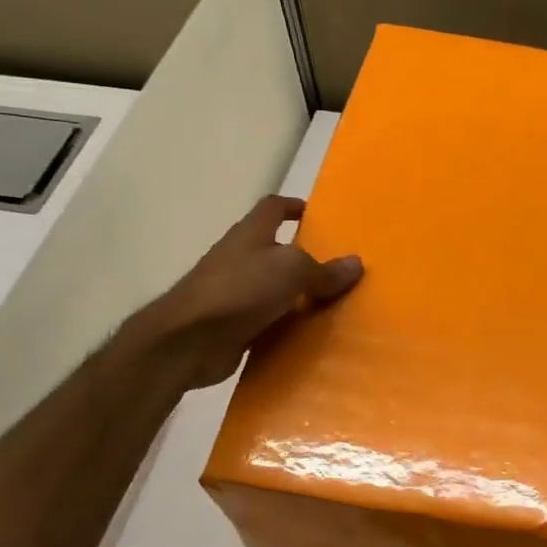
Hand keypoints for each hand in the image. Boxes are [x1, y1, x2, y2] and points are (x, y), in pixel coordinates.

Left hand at [143, 195, 362, 389]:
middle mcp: (240, 258)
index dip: (293, 207)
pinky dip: (286, 327)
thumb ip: (323, 269)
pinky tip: (310, 338)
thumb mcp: (291, 271)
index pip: (273, 207)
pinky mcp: (233, 325)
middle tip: (337, 270)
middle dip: (303, 258)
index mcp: (251, 234)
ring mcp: (233, 293)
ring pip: (273, 289)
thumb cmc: (240, 290)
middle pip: (275, 250)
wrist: (189, 340)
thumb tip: (356, 263)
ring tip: (333, 306)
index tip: (317, 216)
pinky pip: (268, 322)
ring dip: (297, 297)